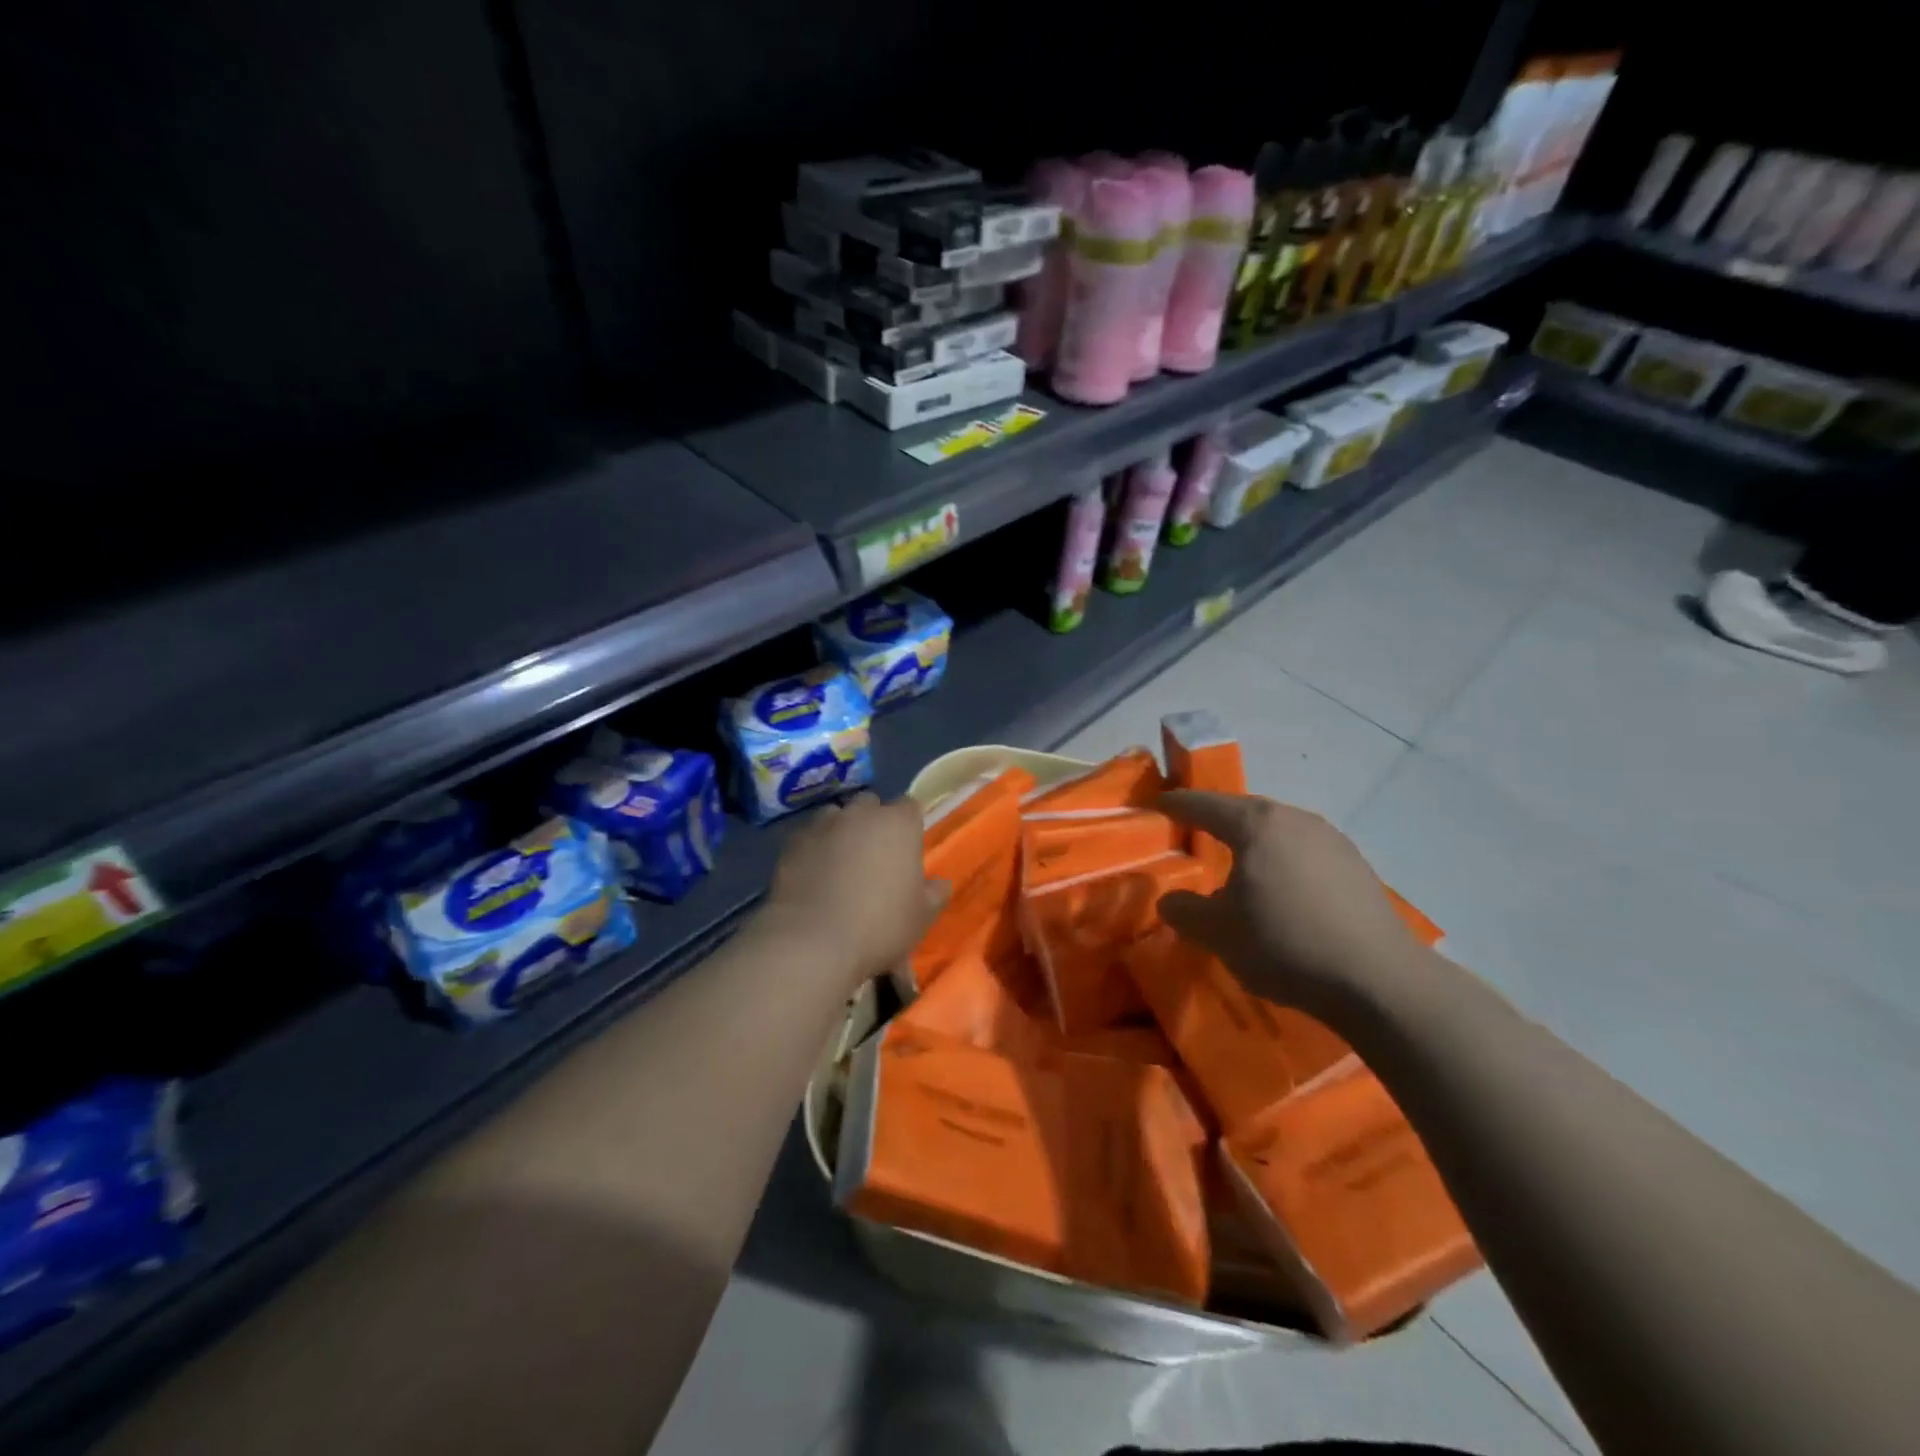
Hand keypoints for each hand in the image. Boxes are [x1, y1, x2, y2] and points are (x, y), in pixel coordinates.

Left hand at [758, 793, 948, 990]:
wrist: (813, 942)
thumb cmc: (880, 926)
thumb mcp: (921, 917)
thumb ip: (934, 894)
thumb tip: (939, 883)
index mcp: (898, 824)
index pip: (909, 806)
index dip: (909, 825)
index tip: (907, 849)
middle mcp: (860, 814)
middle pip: (870, 804)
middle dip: (872, 821)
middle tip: (874, 855)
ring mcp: (823, 825)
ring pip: (835, 815)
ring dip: (840, 830)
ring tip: (839, 862)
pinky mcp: (791, 843)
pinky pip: (807, 837)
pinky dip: (812, 848)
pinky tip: (812, 874)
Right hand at [1156, 790, 1424, 1019]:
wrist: (1378, 979)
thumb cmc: (1284, 944)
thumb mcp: (1217, 933)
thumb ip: (1184, 911)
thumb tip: (1170, 900)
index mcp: (1256, 825)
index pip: (1205, 805)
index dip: (1177, 804)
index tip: (1159, 803)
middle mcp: (1294, 819)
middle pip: (1244, 810)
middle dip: (1217, 818)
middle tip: (1194, 829)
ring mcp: (1331, 839)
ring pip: (1278, 829)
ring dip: (1253, 839)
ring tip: (1238, 861)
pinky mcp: (1356, 865)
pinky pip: (1304, 850)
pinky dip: (1283, 858)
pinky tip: (1283, 887)